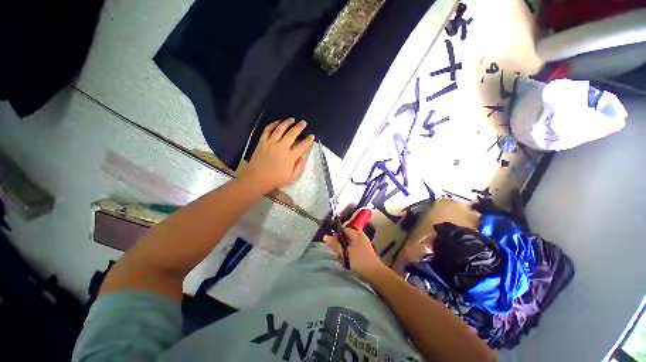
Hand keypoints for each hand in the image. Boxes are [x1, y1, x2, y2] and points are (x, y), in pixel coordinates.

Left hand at [241, 118, 314, 191]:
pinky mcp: (262, 142)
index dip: (308, 140)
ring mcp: (271, 143)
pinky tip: (277, 122)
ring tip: (292, 119)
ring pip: (280, 129)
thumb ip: (299, 165)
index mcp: (290, 157)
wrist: (256, 179)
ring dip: (287, 123)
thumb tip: (303, 155)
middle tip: (303, 122)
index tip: (312, 136)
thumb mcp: (292, 176)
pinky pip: (267, 130)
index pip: (302, 146)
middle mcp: (281, 147)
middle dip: (299, 127)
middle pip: (292, 134)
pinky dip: (272, 124)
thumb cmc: (275, 179)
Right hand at [323, 224, 385, 281]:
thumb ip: (335, 244)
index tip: (331, 243)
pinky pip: (352, 248)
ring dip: (344, 250)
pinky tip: (348, 261)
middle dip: (340, 244)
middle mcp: (360, 236)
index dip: (336, 235)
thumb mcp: (345, 253)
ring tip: (343, 259)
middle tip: (338, 253)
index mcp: (356, 234)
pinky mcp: (364, 250)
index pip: (343, 229)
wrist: (375, 274)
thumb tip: (325, 236)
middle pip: (345, 236)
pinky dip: (349, 253)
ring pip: (348, 243)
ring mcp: (363, 243)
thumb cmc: (360, 262)